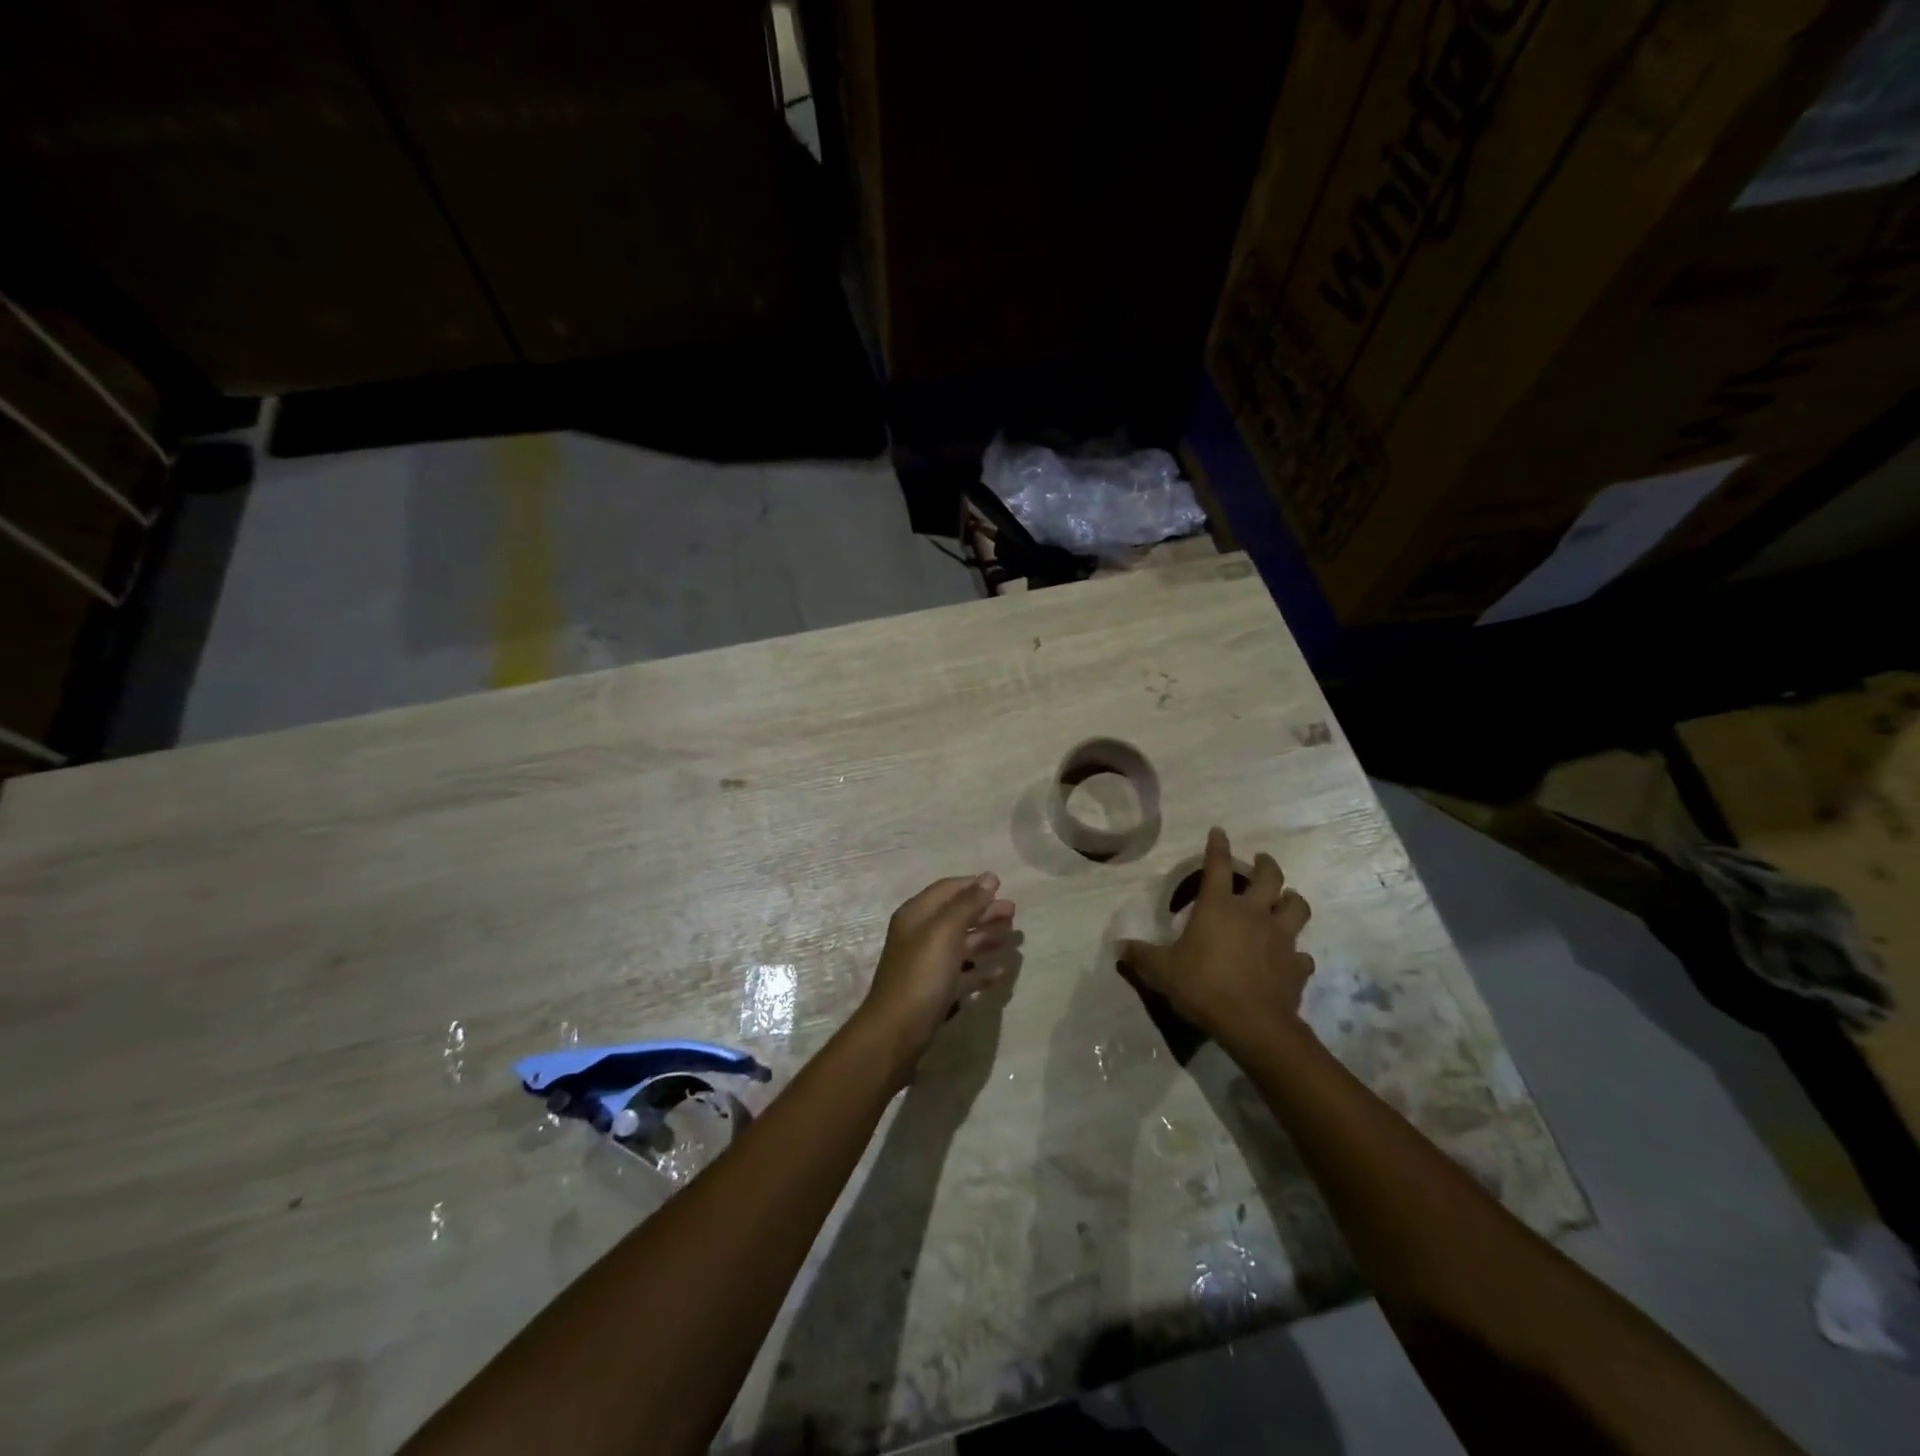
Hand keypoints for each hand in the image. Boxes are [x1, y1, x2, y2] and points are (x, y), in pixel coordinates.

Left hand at [856, 874, 1016, 1079]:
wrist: (897, 1032)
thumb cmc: (921, 975)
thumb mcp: (944, 932)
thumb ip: (967, 904)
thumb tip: (989, 877)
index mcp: (916, 916)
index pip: (946, 890)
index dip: (972, 885)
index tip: (1001, 885)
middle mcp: (920, 936)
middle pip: (956, 916)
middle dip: (984, 911)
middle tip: (1013, 912)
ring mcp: (928, 965)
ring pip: (961, 945)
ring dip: (986, 938)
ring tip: (1013, 937)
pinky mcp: (936, 992)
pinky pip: (962, 974)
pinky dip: (980, 971)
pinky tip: (1000, 972)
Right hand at [1117, 828, 1312, 1049]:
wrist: (1253, 1025)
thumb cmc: (1203, 986)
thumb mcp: (1162, 971)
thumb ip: (1141, 956)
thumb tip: (1118, 946)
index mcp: (1218, 907)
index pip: (1217, 866)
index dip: (1218, 846)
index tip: (1219, 832)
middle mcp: (1253, 914)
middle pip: (1269, 877)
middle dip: (1266, 864)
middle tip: (1261, 861)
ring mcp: (1280, 939)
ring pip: (1297, 907)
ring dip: (1292, 900)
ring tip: (1285, 900)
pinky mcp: (1297, 966)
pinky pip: (1302, 954)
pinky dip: (1297, 954)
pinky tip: (1290, 959)